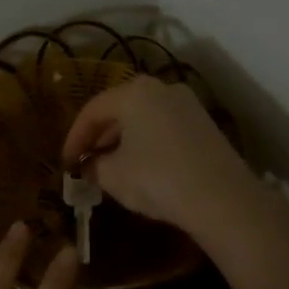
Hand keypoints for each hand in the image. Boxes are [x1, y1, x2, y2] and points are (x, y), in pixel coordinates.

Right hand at [61, 75, 260, 243]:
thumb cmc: (157, 179)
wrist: (223, 199)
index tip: (65, 163)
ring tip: (110, 168)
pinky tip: (141, 169)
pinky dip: (146, 144)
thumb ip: (93, 166)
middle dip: (99, 137)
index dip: (74, 138)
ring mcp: (188, 106)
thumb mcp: (113, 176)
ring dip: (122, 141)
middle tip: (85, 163)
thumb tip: (89, 166)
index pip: (92, 110)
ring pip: (143, 119)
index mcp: (134, 92)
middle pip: (119, 110)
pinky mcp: (205, 126)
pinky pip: (163, 129)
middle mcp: (162, 89)